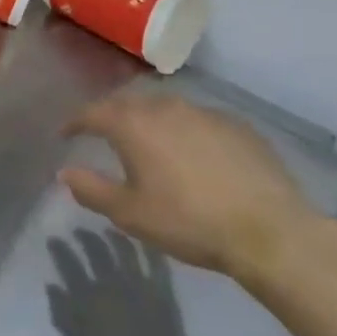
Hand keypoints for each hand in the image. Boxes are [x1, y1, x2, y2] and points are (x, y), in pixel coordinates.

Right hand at [59, 90, 318, 283]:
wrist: (271, 232)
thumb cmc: (189, 221)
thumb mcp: (130, 214)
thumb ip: (91, 190)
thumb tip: (65, 173)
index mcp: (133, 125)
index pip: (92, 112)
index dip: (75, 122)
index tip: (66, 133)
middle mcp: (165, 108)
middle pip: (129, 103)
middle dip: (112, 116)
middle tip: (105, 134)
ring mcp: (205, 113)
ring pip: (165, 108)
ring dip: (150, 120)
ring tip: (149, 142)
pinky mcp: (238, 126)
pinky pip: (198, 120)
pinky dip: (185, 130)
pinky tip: (193, 153)